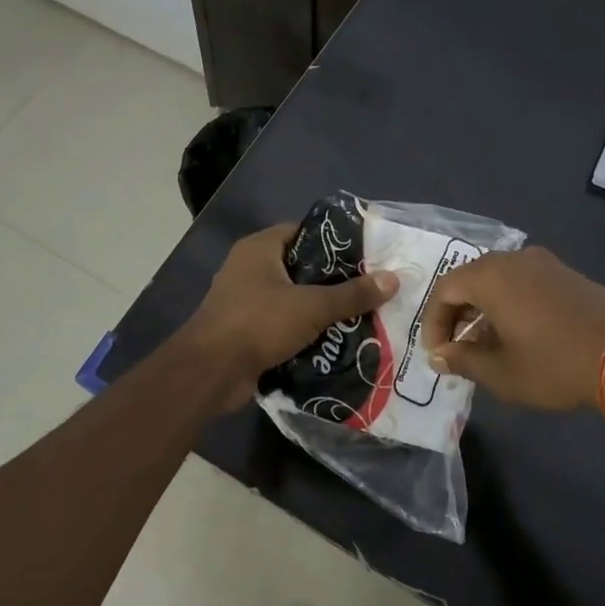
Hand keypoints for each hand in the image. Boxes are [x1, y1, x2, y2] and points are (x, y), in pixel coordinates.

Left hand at [181, 224, 397, 410]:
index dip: (333, 242)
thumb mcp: (311, 306)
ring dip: (320, 310)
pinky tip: (335, 341)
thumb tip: (394, 279)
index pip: (302, 232)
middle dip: (333, 281)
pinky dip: (304, 332)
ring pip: (293, 300)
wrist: (210, 372)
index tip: (366, 255)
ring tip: (360, 316)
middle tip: (369, 289)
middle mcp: (249, 269)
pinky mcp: (246, 331)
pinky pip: (282, 325)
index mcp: (259, 249)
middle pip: (300, 268)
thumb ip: (352, 294)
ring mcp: (245, 301)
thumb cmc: (258, 323)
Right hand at [418, 246, 604, 410]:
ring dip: (485, 310)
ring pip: (499, 281)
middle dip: (458, 314)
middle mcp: (514, 259)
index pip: (445, 291)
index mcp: (490, 276)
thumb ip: (464, 360)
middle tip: (457, 347)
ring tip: (486, 345)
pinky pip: (524, 283)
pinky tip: (520, 335)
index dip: (434, 323)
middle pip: (470, 280)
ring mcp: (545, 264)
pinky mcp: (568, 274)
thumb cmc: (554, 364)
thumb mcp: (501, 372)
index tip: (439, 353)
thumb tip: (441, 355)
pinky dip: (510, 304)